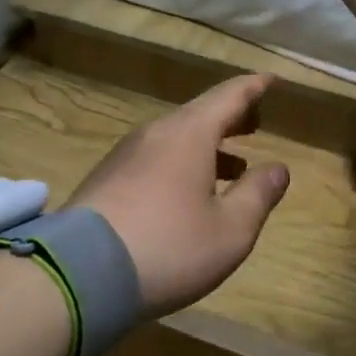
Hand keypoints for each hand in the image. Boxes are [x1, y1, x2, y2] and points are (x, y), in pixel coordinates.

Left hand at [65, 75, 291, 317]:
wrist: (77, 275)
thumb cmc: (168, 247)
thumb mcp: (231, 230)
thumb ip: (258, 194)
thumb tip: (278, 168)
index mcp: (190, 133)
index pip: (230, 96)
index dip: (255, 87)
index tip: (273, 80)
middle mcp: (157, 133)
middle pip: (201, 113)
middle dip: (232, 117)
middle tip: (256, 123)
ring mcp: (126, 154)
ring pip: (177, 137)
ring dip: (209, 145)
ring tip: (234, 167)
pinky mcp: (106, 179)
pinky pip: (156, 157)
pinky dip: (183, 163)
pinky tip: (189, 193)